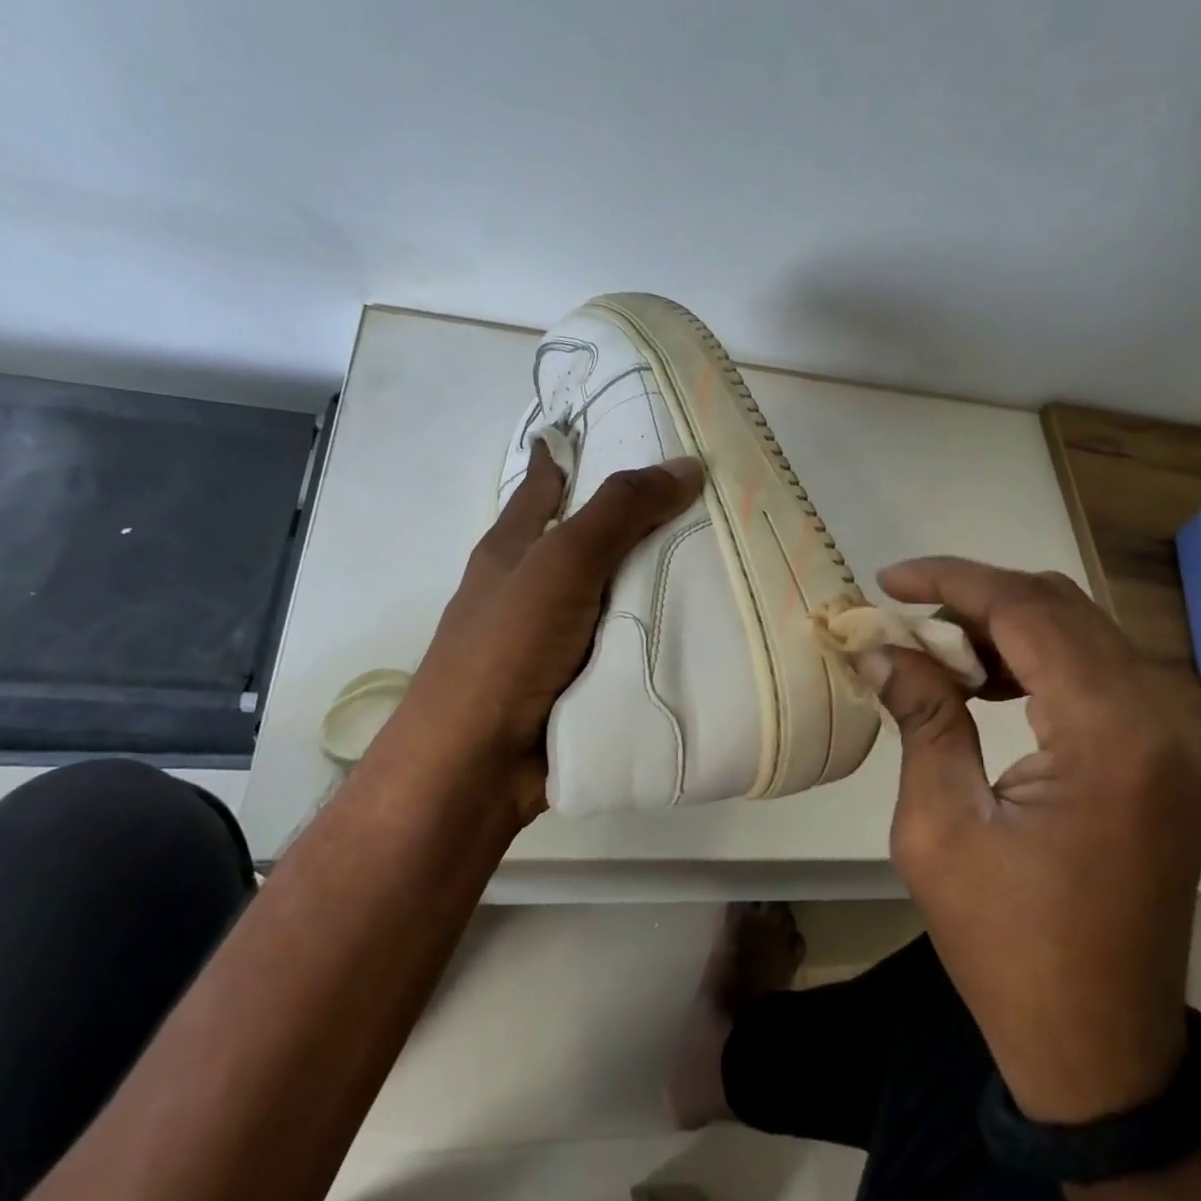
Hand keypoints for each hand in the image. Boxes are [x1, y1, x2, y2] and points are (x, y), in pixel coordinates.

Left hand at [367, 440, 702, 824]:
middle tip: (709, 499)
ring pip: (615, 594)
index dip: (567, 455)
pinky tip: (706, 626)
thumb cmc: (506, 649)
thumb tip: (685, 465)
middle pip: (591, 540)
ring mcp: (555, 639)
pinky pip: (628, 643)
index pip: (543, 485)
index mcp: (513, 548)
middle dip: (639, 520)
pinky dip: (660, 632)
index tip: (614, 432)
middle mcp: (532, 587)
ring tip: (724, 557)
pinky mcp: (579, 682)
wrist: (476, 768)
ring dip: (657, 580)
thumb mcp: (561, 564)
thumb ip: (619, 512)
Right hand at [871, 558, 1200, 1123]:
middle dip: (977, 596)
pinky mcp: (1166, 758)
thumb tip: (882, 646)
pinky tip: (984, 679)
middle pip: (1063, 609)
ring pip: (1083, 634)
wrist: (1099, 1048)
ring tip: (935, 646)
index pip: (1029, 611)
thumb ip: (922, 717)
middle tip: (906, 613)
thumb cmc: (1007, 945)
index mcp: (1111, 737)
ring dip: (1006, 625)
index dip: (953, 582)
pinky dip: (1036, 659)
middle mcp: (1162, 720)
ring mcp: (1174, 739)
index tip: (890, 580)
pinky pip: (1097, 675)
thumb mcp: (940, 826)